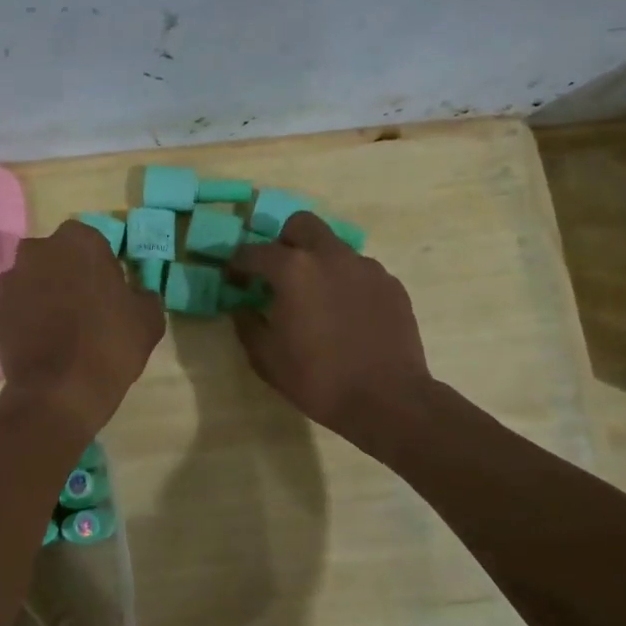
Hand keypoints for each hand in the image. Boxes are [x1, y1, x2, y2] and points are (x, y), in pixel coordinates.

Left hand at [0, 220, 164, 437]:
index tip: (111, 293)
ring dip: (48, 294)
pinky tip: (47, 342)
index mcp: (79, 241)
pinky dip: (31, 317)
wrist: (59, 392)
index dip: (103, 268)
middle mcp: (39, 250)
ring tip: (64, 328)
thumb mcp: (149, 319)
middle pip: (60, 257)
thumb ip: (143, 296)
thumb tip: (136, 295)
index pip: (94, 244)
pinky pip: (21, 306)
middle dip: (70, 275)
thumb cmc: (110, 344)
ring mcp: (13, 280)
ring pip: (37, 280)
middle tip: (88, 307)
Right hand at [228, 213, 433, 446]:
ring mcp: (366, 267)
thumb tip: (242, 308)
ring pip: (334, 248)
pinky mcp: (391, 284)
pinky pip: (360, 272)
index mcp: (294, 270)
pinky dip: (346, 283)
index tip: (233, 278)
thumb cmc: (318, 380)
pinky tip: (346, 315)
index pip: (255, 252)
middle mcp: (331, 256)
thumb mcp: (266, 359)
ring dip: (318, 263)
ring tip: (316, 299)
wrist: (387, 400)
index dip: (238, 264)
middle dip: (283, 242)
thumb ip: (248, 325)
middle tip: (278, 272)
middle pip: (301, 225)